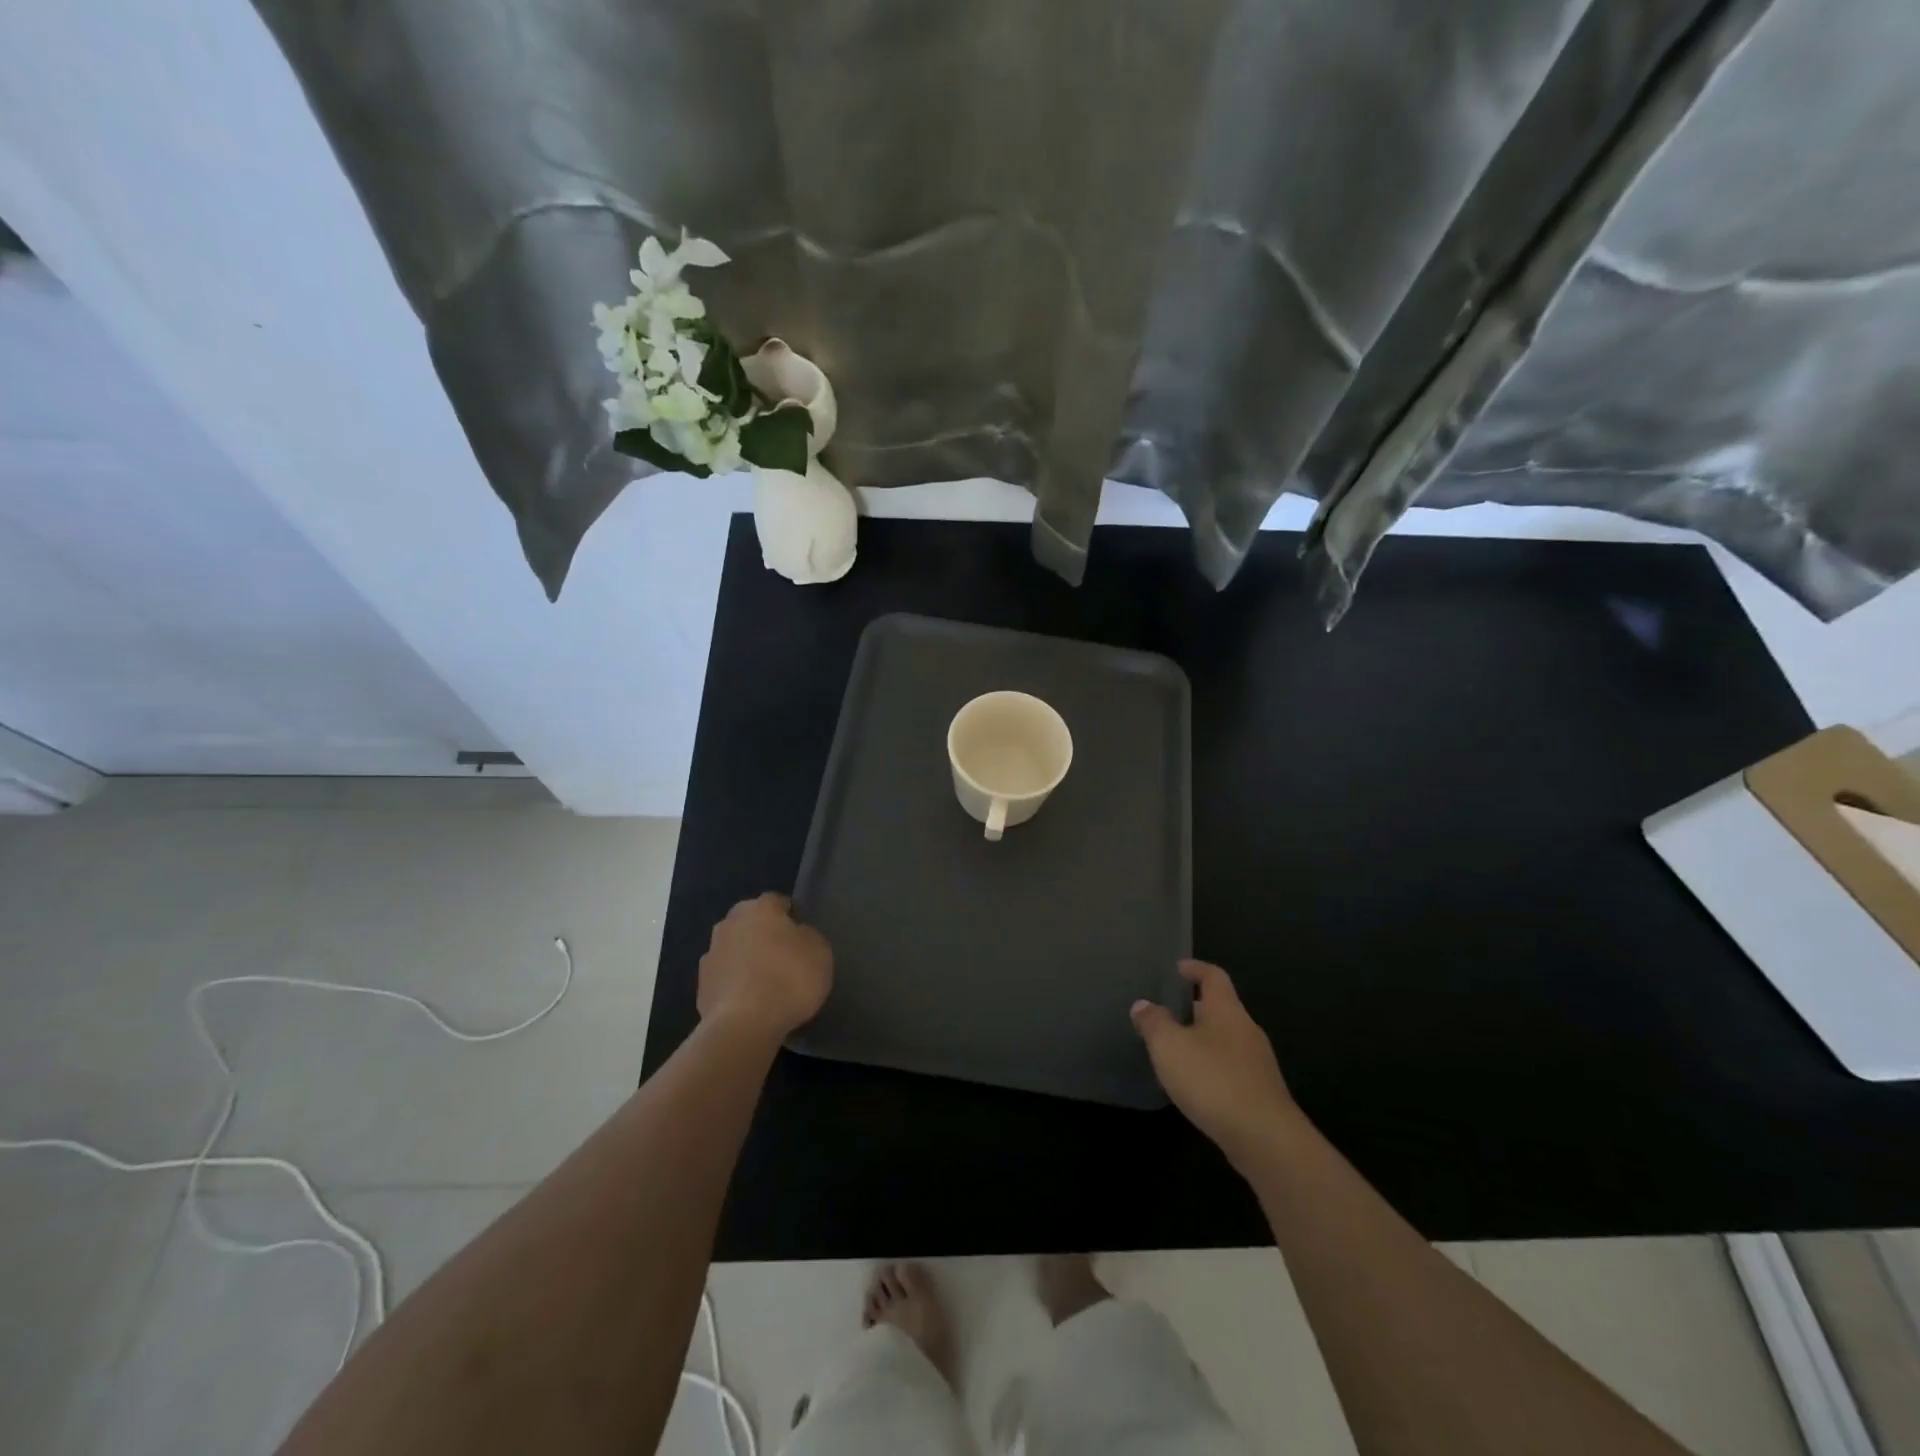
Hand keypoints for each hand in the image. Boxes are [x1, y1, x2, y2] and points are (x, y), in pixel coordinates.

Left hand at [697, 894, 832, 1042]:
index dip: (790, 915)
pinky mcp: (702, 987)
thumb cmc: (789, 978)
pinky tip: (750, 1003)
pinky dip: (735, 985)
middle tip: (783, 956)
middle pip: (749, 923)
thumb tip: (796, 935)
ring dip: (746, 959)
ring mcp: (711, 955)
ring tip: (766, 983)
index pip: (776, 901)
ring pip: (734, 950)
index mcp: (759, 908)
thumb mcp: (820, 951)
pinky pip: (725, 978)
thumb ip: (808, 936)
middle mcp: (730, 924)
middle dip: (763, 934)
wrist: (744, 1025)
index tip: (801, 934)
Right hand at [1132, 960, 1298, 1169]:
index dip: (1195, 969)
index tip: (1178, 968)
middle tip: (1167, 1013)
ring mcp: (1257, 1064)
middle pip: (1221, 1009)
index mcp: (1227, 1011)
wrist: (1265, 1139)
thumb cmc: (1213, 1080)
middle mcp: (1246, 1030)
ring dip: (1202, 1041)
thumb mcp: (1169, 1046)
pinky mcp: (1260, 1094)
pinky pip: (1231, 1068)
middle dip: (1195, 1009)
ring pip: (1225, 1041)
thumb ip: (1154, 1022)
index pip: (1214, 976)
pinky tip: (1195, 1085)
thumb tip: (1143, 1005)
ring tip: (1175, 1050)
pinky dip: (1211, 1068)